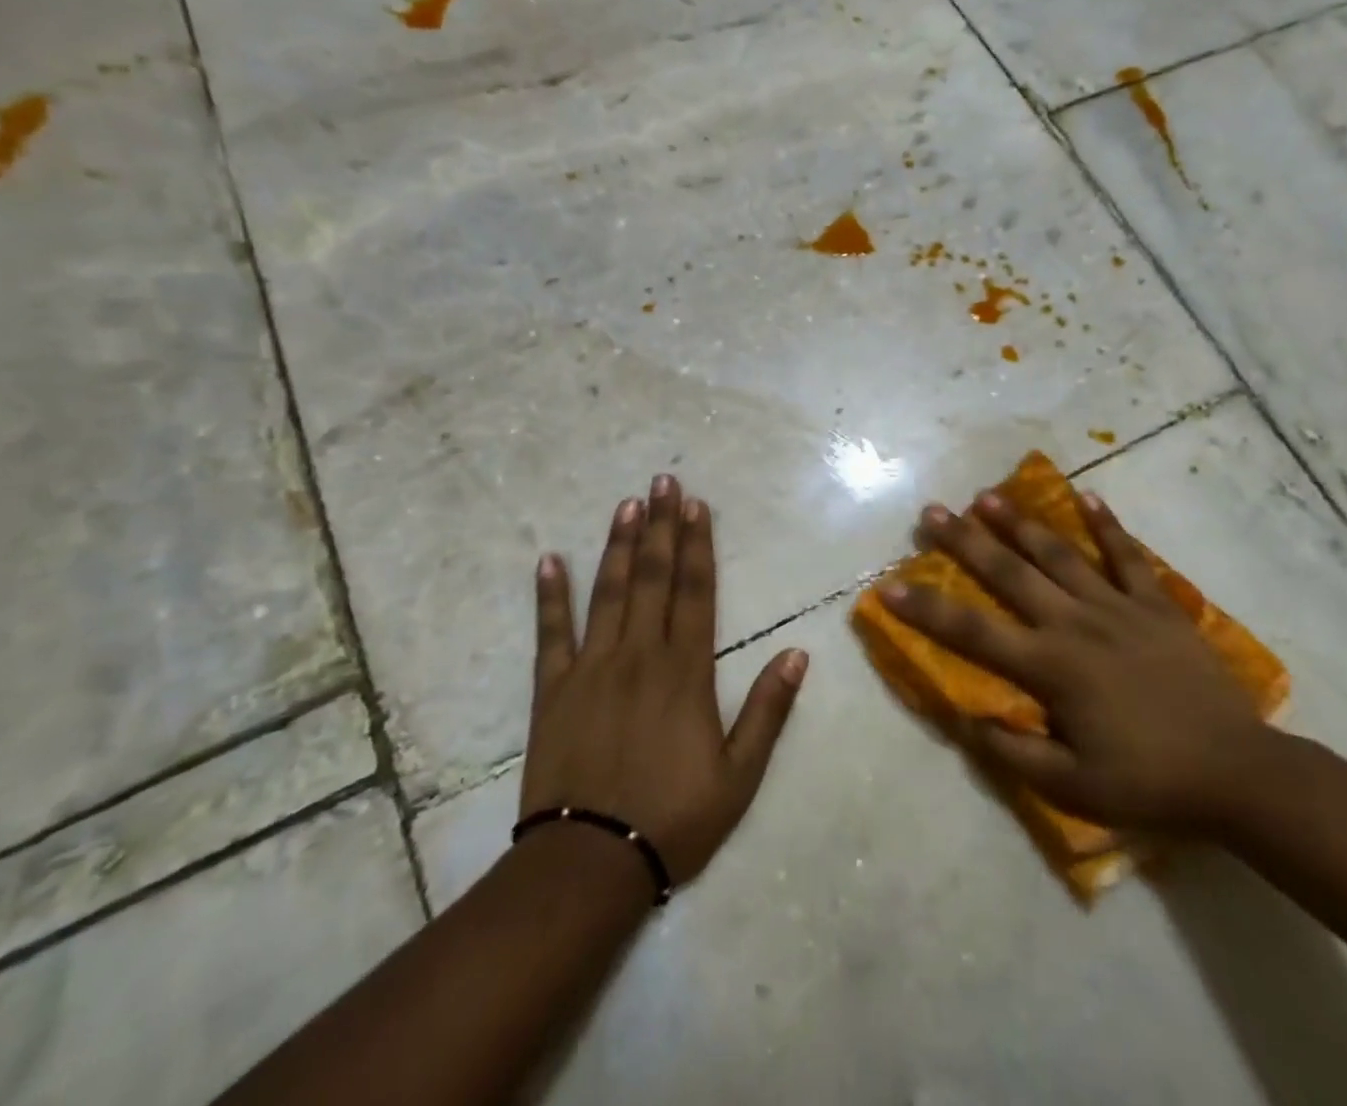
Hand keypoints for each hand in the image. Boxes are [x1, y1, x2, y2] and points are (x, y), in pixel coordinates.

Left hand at [519, 475, 807, 884]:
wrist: (588, 866)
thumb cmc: (673, 819)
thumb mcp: (740, 776)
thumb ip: (768, 710)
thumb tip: (797, 653)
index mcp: (685, 671)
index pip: (695, 591)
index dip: (697, 544)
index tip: (696, 505)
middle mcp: (639, 655)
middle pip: (653, 577)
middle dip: (660, 525)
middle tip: (662, 481)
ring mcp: (591, 668)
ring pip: (608, 592)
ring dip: (618, 545)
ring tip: (626, 504)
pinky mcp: (553, 690)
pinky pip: (550, 634)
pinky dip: (550, 596)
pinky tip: (549, 560)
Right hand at [881, 488, 1279, 837]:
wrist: (1238, 773)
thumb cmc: (1150, 782)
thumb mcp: (1074, 787)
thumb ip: (1015, 750)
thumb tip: (965, 717)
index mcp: (1052, 667)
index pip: (974, 633)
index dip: (928, 608)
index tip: (890, 585)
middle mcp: (1076, 624)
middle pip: (1011, 574)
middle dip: (967, 541)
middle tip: (934, 511)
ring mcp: (1119, 607)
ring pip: (1061, 554)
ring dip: (1022, 523)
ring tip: (989, 495)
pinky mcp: (1157, 605)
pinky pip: (1129, 557)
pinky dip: (1108, 526)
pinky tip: (1088, 496)